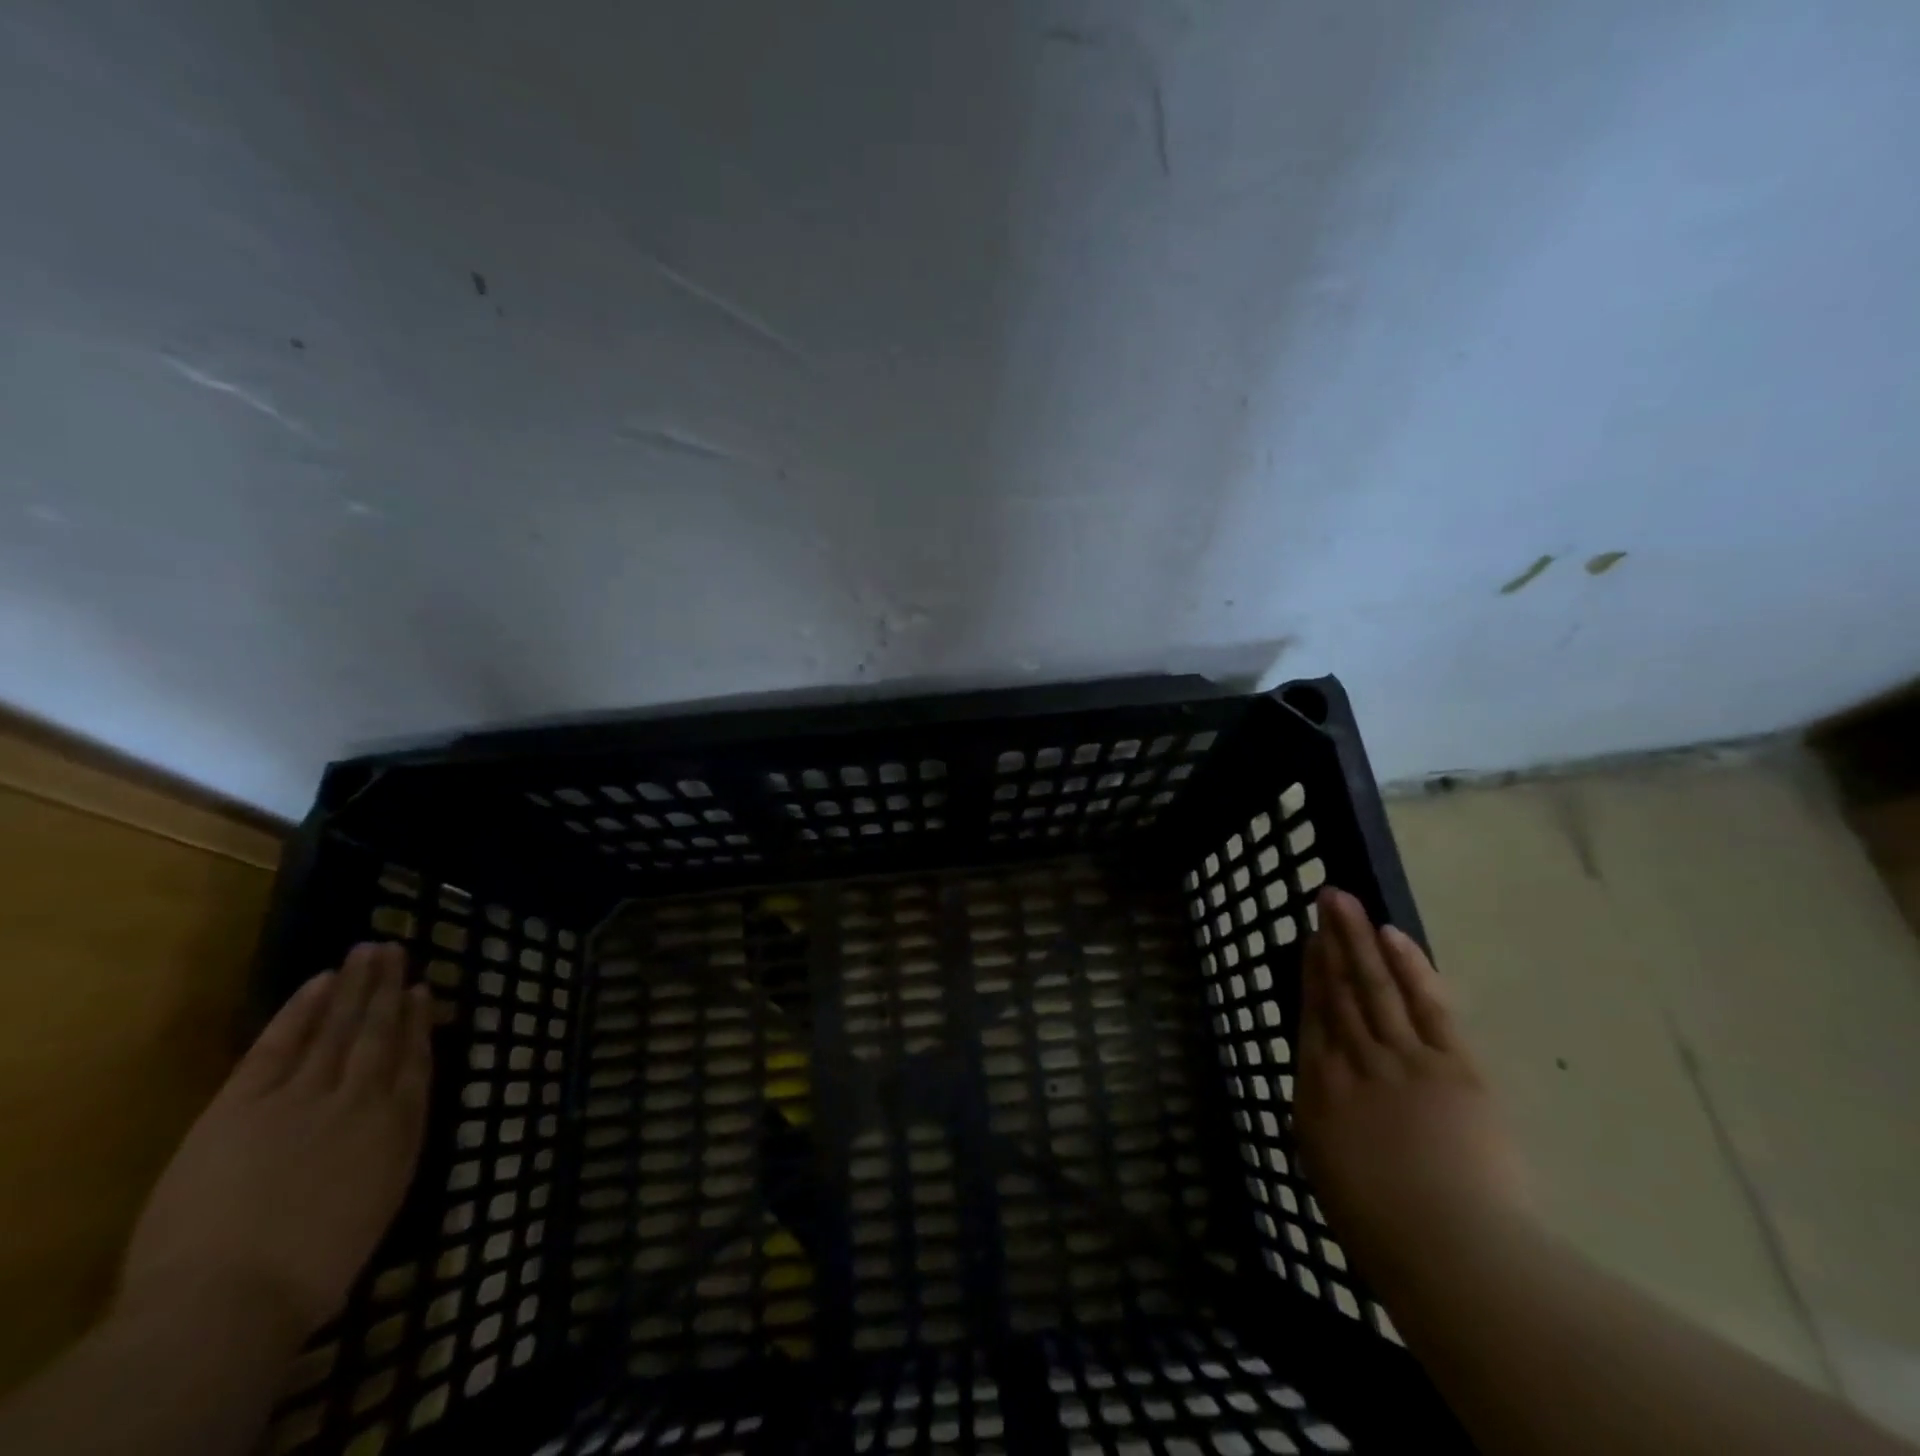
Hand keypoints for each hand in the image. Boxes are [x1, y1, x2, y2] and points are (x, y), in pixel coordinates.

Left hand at [117, 943, 432, 1341]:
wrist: (228, 1300)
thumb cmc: (311, 1270)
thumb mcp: (378, 1204)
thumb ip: (390, 1150)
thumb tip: (393, 1116)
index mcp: (398, 1126)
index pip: (415, 1059)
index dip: (420, 1022)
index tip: (424, 990)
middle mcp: (362, 1097)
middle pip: (380, 1031)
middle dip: (389, 989)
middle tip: (396, 949)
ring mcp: (304, 1095)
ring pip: (339, 1026)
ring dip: (355, 985)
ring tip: (369, 951)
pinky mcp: (245, 1103)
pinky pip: (280, 1044)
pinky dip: (302, 1010)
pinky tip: (320, 982)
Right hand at [1293, 889, 1531, 1287]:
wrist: (1450, 1250)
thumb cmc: (1382, 1228)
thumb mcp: (1330, 1172)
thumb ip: (1326, 1122)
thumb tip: (1325, 1094)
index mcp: (1318, 1090)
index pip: (1313, 1017)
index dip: (1310, 974)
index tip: (1309, 940)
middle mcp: (1352, 1061)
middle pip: (1340, 990)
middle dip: (1331, 940)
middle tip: (1326, 897)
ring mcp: (1402, 1058)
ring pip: (1374, 986)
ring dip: (1358, 939)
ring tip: (1345, 902)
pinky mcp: (1452, 1066)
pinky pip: (1426, 1005)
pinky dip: (1409, 967)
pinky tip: (1392, 936)